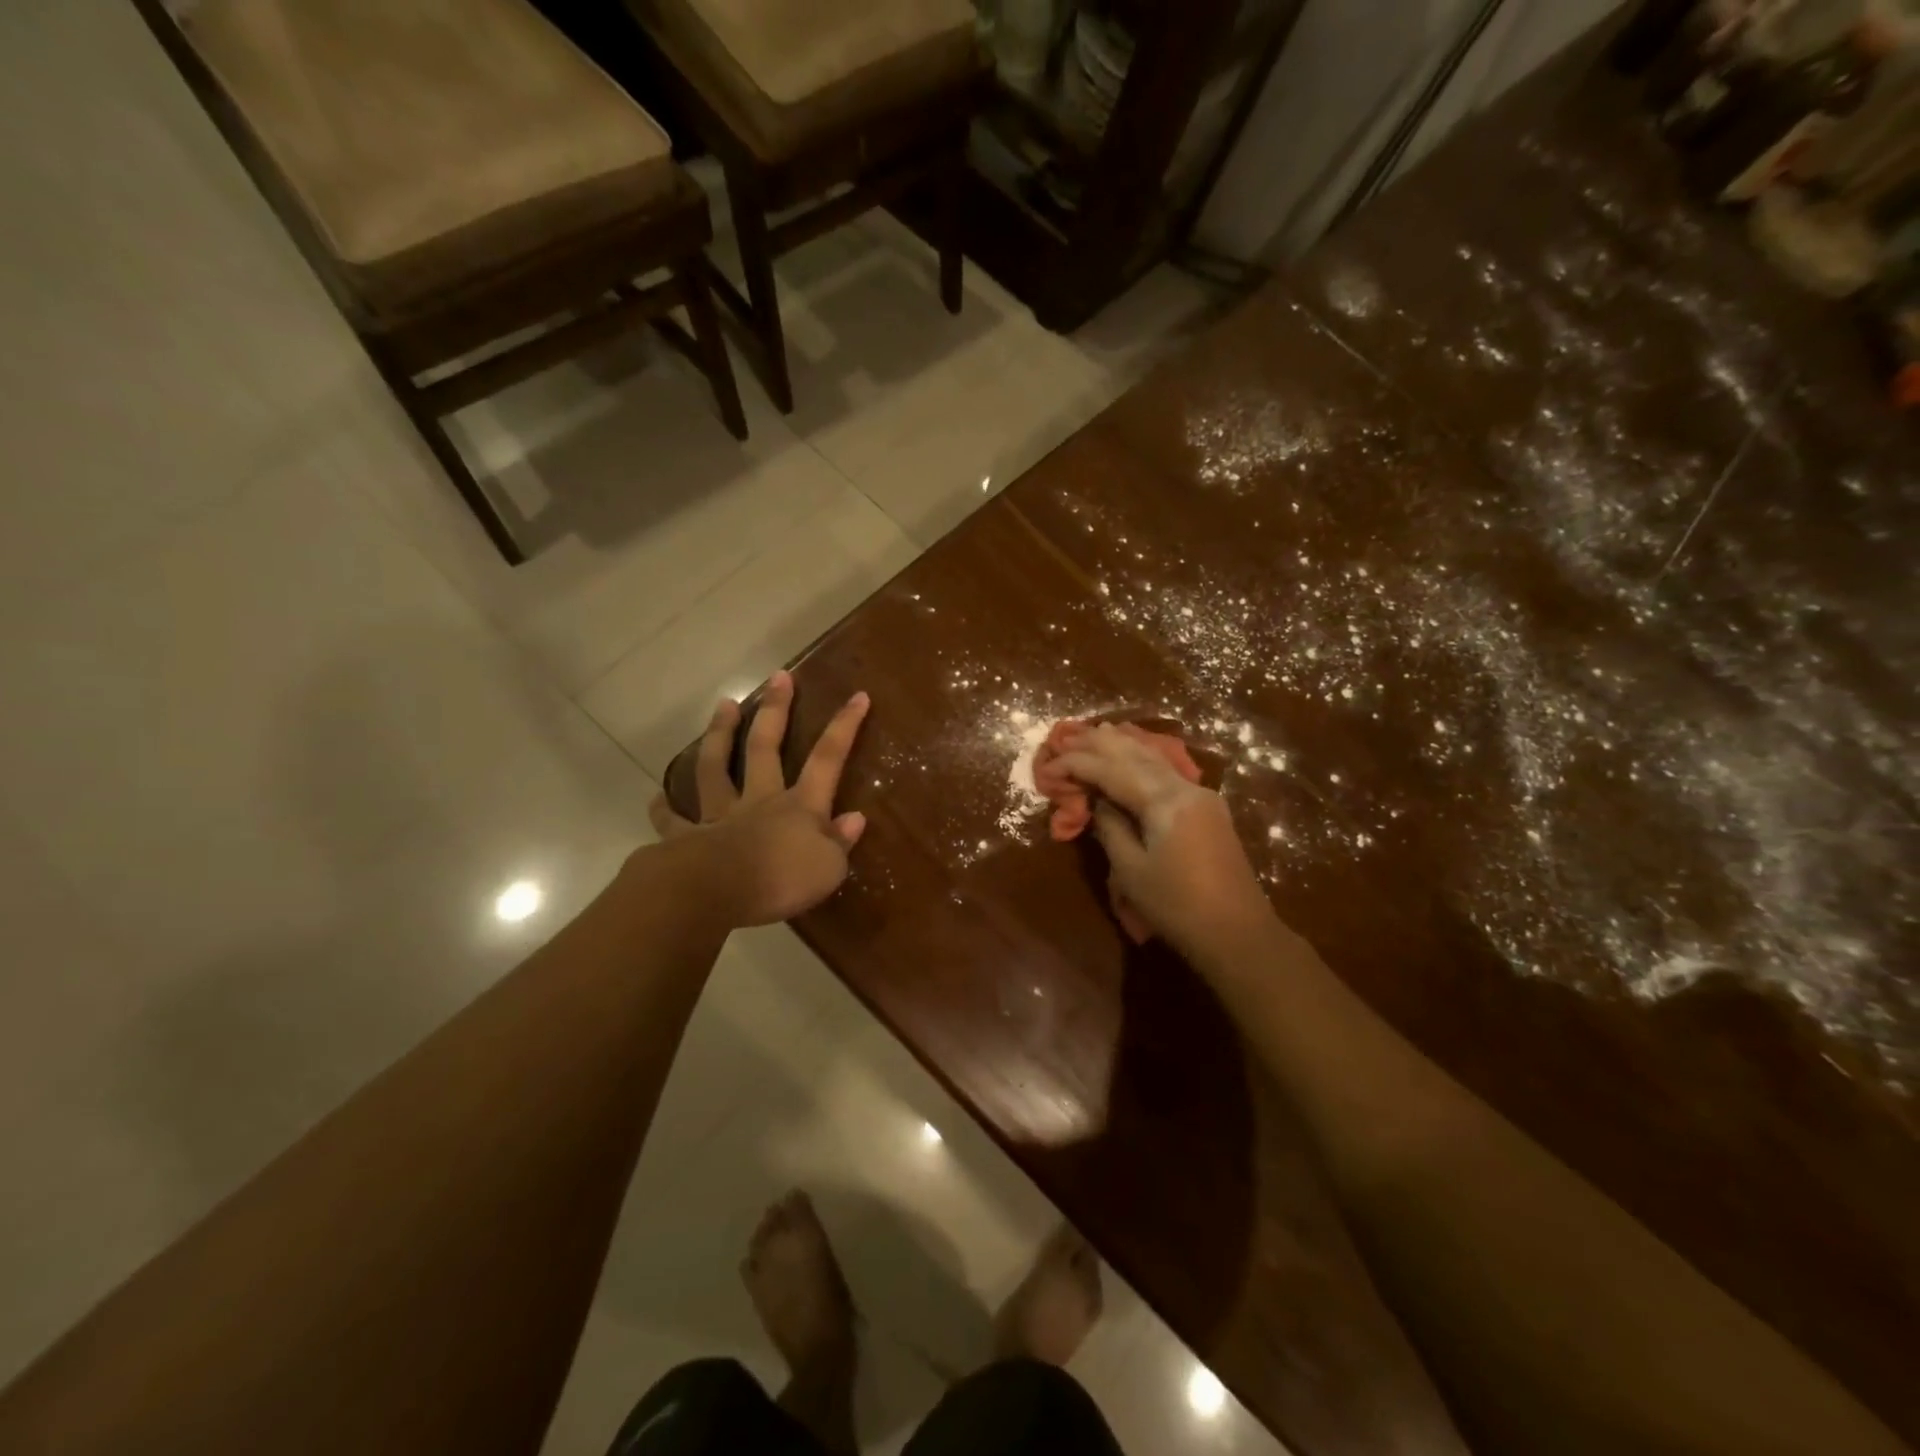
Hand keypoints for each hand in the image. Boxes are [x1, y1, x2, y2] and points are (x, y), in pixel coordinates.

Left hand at [647, 671, 870, 927]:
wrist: (715, 893)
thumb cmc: (781, 880)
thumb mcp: (829, 868)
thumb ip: (840, 842)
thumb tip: (854, 819)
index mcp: (799, 806)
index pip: (828, 759)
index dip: (845, 727)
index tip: (857, 695)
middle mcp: (759, 801)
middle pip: (765, 748)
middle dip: (776, 711)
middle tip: (779, 677)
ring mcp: (720, 816)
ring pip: (716, 768)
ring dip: (720, 736)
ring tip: (723, 705)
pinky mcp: (687, 839)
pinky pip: (674, 822)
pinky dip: (664, 810)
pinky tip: (656, 800)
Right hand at [1052, 723, 1273, 957]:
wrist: (1238, 934)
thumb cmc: (1177, 906)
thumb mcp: (1131, 870)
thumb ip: (1111, 827)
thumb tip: (1098, 801)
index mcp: (1165, 801)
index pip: (1112, 770)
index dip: (1077, 764)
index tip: (1048, 766)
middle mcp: (1185, 787)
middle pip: (1136, 755)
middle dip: (1099, 744)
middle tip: (1067, 735)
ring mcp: (1200, 796)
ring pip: (1155, 759)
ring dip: (1123, 745)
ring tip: (1097, 731)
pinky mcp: (1206, 809)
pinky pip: (1167, 773)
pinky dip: (1143, 760)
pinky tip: (1133, 753)